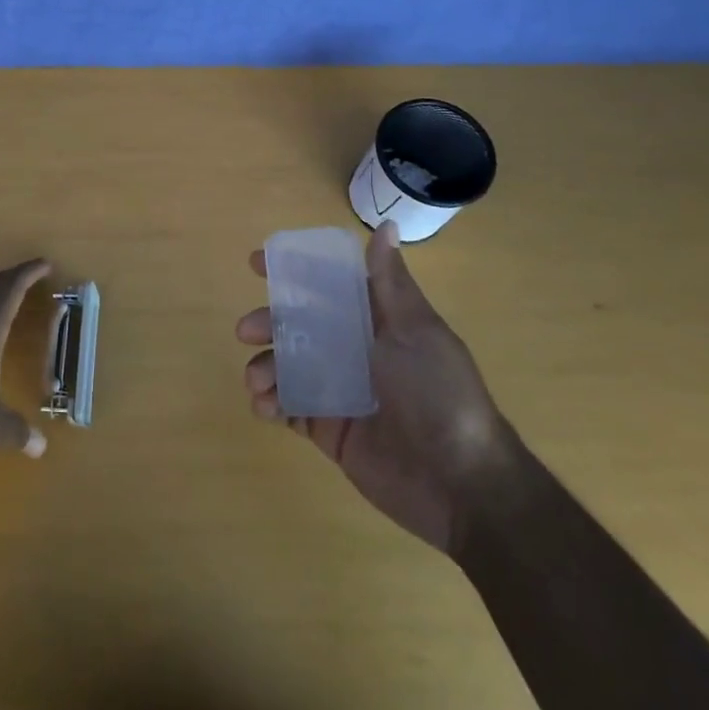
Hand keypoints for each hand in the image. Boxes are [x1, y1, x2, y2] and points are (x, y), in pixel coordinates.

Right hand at [238, 223, 517, 556]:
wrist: (461, 483)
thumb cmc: (438, 392)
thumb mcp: (416, 330)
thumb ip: (390, 283)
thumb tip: (386, 226)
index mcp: (375, 322)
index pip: (327, 286)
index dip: (292, 273)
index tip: (256, 264)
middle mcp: (354, 351)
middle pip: (298, 326)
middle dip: (268, 323)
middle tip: (247, 330)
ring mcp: (339, 391)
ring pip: (288, 366)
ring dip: (265, 366)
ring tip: (256, 380)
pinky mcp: (329, 430)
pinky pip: (290, 409)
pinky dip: (270, 403)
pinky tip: (264, 406)